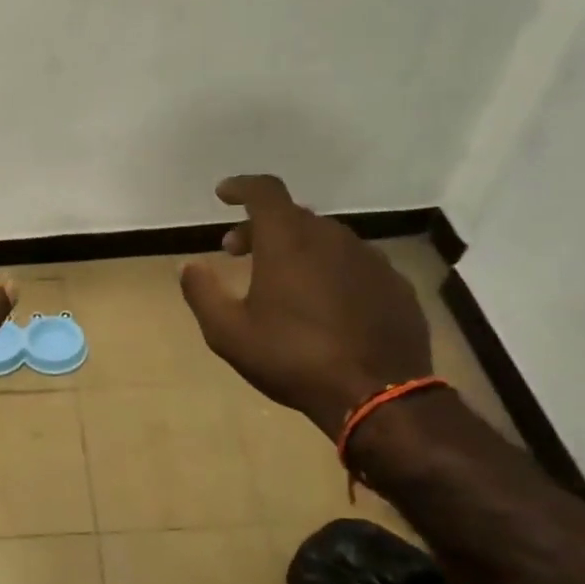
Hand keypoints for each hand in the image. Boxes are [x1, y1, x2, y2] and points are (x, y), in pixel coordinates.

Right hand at [179, 175, 430, 435]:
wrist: (377, 396)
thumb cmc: (292, 358)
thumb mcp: (229, 333)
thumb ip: (202, 293)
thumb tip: (189, 266)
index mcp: (288, 240)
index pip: (264, 191)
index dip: (241, 187)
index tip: (224, 195)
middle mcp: (332, 237)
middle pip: (292, 216)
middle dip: (261, 227)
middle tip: (238, 252)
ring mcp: (370, 260)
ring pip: (325, 239)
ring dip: (297, 247)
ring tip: (281, 279)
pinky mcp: (396, 285)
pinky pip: (354, 264)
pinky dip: (331, 270)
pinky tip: (325, 303)